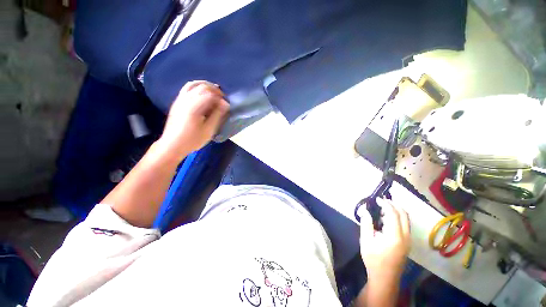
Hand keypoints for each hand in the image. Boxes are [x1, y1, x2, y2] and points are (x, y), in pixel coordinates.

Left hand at [158, 81, 228, 159]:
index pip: (210, 94)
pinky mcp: (177, 102)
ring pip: (193, 84)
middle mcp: (186, 99)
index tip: (227, 104)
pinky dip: (197, 87)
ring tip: (213, 92)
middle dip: (214, 89)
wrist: (173, 145)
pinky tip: (202, 94)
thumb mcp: (209, 130)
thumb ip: (217, 115)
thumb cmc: (193, 139)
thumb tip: (225, 104)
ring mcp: (180, 99)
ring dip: (205, 85)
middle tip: (222, 98)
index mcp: (195, 106)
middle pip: (202, 86)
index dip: (220, 97)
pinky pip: (187, 88)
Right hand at [358, 198, 410, 281]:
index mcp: (395, 236)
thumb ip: (366, 224)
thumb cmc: (373, 260)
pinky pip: (405, 225)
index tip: (376, 199)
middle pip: (404, 214)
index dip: (385, 204)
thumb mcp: (365, 241)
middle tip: (381, 201)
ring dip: (396, 211)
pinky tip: (386, 220)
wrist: (385, 278)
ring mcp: (408, 240)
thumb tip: (365, 210)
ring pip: (406, 220)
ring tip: (382, 209)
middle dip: (393, 205)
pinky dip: (397, 218)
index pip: (393, 214)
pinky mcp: (407, 243)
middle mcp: (405, 237)